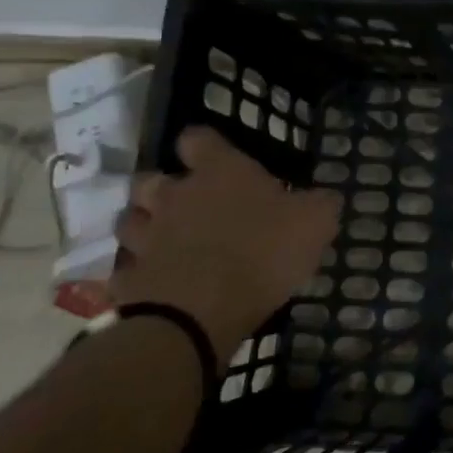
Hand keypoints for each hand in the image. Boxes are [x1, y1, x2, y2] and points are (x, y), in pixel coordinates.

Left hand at [113, 127, 341, 359]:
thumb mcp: (315, 223)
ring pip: (130, 221)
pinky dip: (137, 275)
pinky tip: (155, 284)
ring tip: (164, 240)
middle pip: (149, 179)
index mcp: (219, 173)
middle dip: (162, 188)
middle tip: (186, 202)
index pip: (198, 139)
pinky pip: (126, 271)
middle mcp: (175, 196)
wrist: (200, 314)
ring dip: (143, 227)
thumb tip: (326, 196)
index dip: (204, 145)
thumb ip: (320, 204)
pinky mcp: (128, 280)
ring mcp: (146, 239)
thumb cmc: (263, 253)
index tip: (215, 155)